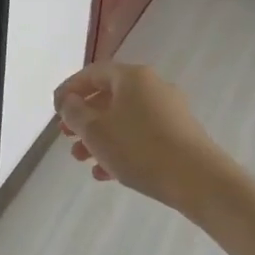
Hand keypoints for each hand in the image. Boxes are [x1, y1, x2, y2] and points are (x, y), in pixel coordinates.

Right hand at [54, 62, 231, 213]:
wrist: (200, 181)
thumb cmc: (140, 149)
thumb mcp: (96, 131)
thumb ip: (75, 112)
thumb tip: (70, 101)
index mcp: (132, 77)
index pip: (92, 73)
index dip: (69, 89)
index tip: (55, 110)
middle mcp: (153, 87)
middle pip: (109, 96)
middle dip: (84, 118)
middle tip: (67, 136)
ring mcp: (169, 111)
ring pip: (124, 119)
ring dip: (100, 137)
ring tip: (82, 159)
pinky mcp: (180, 135)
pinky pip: (141, 135)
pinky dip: (121, 147)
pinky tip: (106, 173)